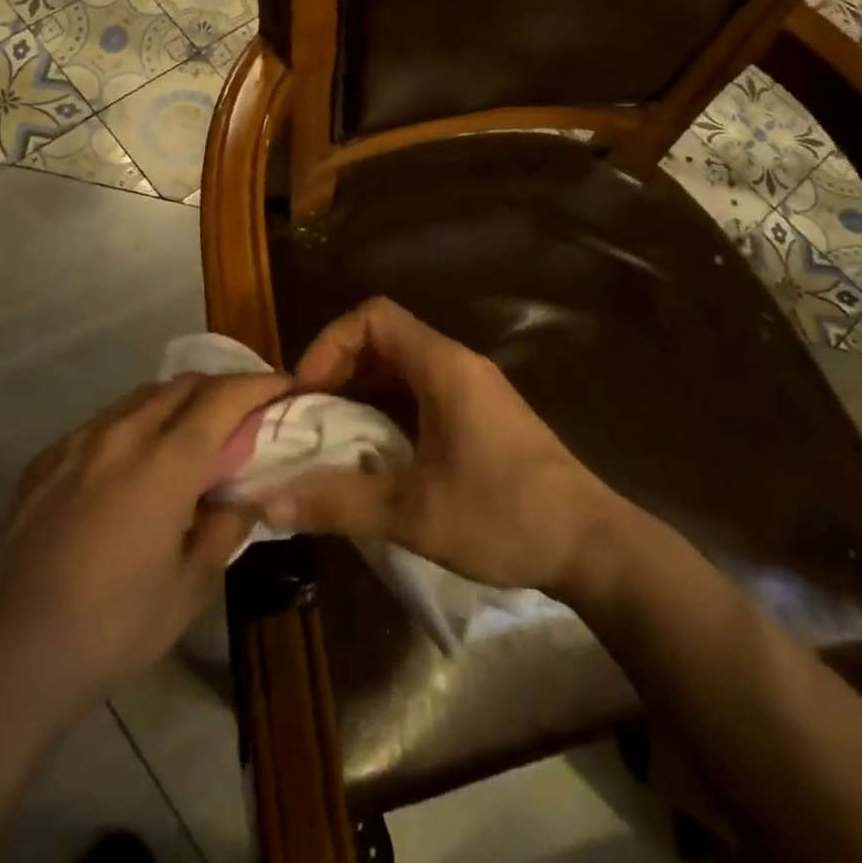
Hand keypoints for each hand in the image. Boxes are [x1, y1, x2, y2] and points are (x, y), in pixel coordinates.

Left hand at [0, 370, 288, 723]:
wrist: (3, 660)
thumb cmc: (109, 631)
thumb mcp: (188, 590)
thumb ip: (225, 528)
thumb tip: (245, 492)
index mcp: (163, 465)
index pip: (224, 399)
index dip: (261, 385)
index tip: (286, 388)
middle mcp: (121, 436)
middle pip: (185, 384)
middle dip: (224, 387)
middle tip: (247, 413)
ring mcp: (77, 443)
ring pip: (143, 397)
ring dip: (180, 402)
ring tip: (196, 433)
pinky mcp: (46, 459)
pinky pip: (105, 421)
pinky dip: (137, 423)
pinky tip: (136, 462)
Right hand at [263, 297, 622, 597]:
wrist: (593, 545)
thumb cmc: (504, 516)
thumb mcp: (413, 513)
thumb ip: (338, 503)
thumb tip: (268, 507)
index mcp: (442, 366)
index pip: (373, 316)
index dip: (331, 343)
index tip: (307, 391)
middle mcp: (457, 364)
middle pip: (383, 338)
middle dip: (339, 370)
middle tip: (309, 418)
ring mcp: (472, 388)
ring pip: (402, 368)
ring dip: (362, 394)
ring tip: (332, 438)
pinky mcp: (481, 414)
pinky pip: (421, 393)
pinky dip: (388, 411)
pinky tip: (375, 454)